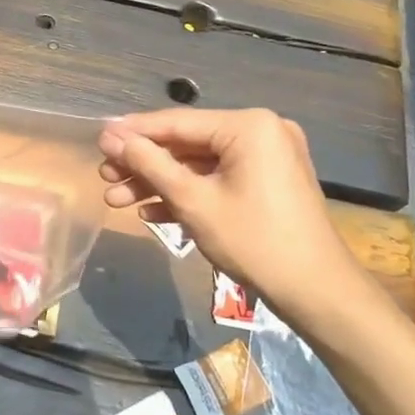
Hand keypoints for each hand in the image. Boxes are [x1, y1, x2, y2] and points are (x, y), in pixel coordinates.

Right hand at [98, 109, 383, 328]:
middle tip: (105, 178)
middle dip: (144, 165)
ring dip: (160, 183)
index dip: (133, 133)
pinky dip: (188, 193)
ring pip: (200, 164)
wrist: (316, 291)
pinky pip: (219, 178)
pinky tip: (152, 210)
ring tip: (117, 199)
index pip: (177, 123)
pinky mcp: (269, 182)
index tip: (98, 140)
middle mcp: (261, 131)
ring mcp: (268, 157)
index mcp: (248, 126)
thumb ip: (150, 164)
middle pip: (187, 143)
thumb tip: (111, 137)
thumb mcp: (193, 201)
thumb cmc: (253, 240)